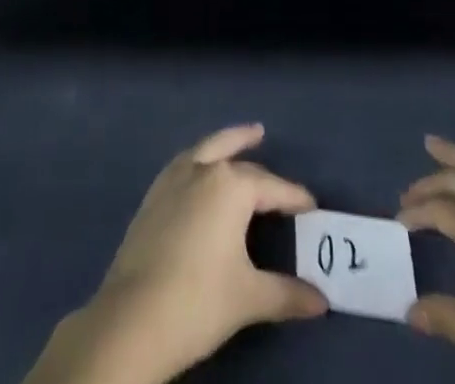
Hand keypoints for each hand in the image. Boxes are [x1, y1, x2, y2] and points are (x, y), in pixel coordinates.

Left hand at [25, 124, 327, 383]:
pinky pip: (183, 164)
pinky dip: (198, 159)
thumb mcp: (249, 297)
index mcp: (230, 186)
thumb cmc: (198, 300)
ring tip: (235, 140)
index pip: (271, 186)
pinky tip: (199, 173)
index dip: (293, 196)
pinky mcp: (152, 197)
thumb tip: (321, 301)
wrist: (133, 318)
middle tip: (263, 136)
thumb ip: (287, 294)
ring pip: (203, 149)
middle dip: (252, 153)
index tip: (311, 204)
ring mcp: (172, 180)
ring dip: (221, 142)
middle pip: (233, 155)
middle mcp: (201, 170)